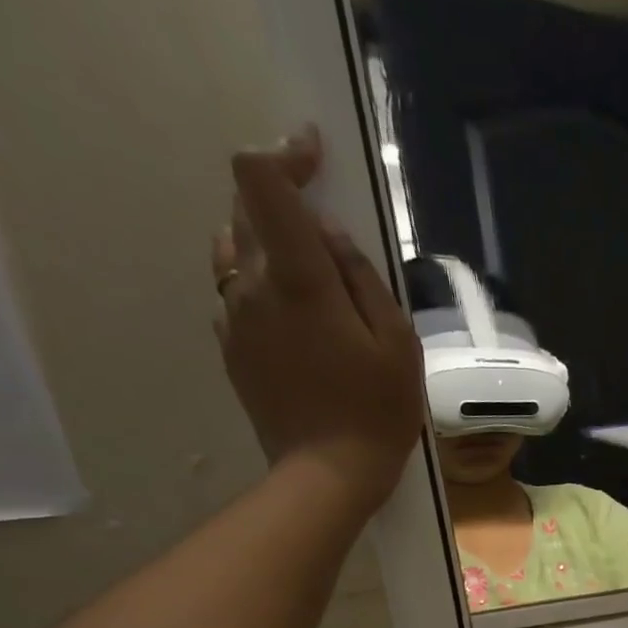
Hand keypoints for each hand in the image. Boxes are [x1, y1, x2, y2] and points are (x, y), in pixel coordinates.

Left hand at [212, 125, 424, 512]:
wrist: (327, 473)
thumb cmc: (377, 411)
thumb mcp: (397, 344)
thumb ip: (362, 278)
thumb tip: (330, 237)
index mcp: (298, 279)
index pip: (262, 182)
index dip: (284, 154)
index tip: (314, 154)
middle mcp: (251, 285)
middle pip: (244, 209)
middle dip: (282, 201)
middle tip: (325, 226)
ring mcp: (232, 316)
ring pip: (233, 250)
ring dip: (266, 243)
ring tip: (310, 275)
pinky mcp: (230, 346)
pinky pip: (236, 294)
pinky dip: (260, 286)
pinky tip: (296, 319)